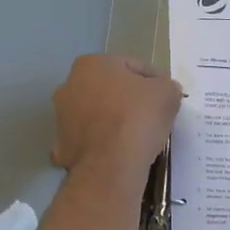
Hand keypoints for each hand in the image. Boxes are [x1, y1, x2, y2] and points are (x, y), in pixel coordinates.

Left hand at [52, 55, 182, 184]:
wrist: (111, 165)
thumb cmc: (137, 118)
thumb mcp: (167, 93)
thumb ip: (166, 86)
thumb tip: (163, 91)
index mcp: (91, 64)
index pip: (133, 66)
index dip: (155, 81)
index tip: (167, 97)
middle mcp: (69, 85)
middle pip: (110, 89)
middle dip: (129, 99)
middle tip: (152, 115)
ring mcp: (61, 117)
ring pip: (97, 114)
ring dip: (114, 121)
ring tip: (137, 136)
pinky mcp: (62, 147)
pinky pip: (90, 140)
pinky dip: (102, 144)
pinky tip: (119, 153)